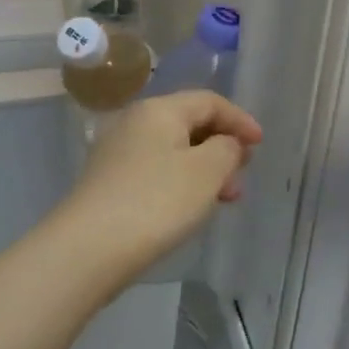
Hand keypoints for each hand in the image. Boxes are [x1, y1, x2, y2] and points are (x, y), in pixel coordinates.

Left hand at [54, 91, 262, 292]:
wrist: (88, 248)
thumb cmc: (155, 202)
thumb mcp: (206, 172)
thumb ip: (227, 149)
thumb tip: (226, 143)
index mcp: (159, 109)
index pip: (208, 101)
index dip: (239, 119)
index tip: (261, 144)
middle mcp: (135, 121)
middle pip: (189, 123)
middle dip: (222, 145)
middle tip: (243, 174)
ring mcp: (118, 151)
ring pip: (173, 149)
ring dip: (204, 168)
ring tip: (224, 198)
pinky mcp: (109, 181)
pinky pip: (156, 169)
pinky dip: (181, 181)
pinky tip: (190, 208)